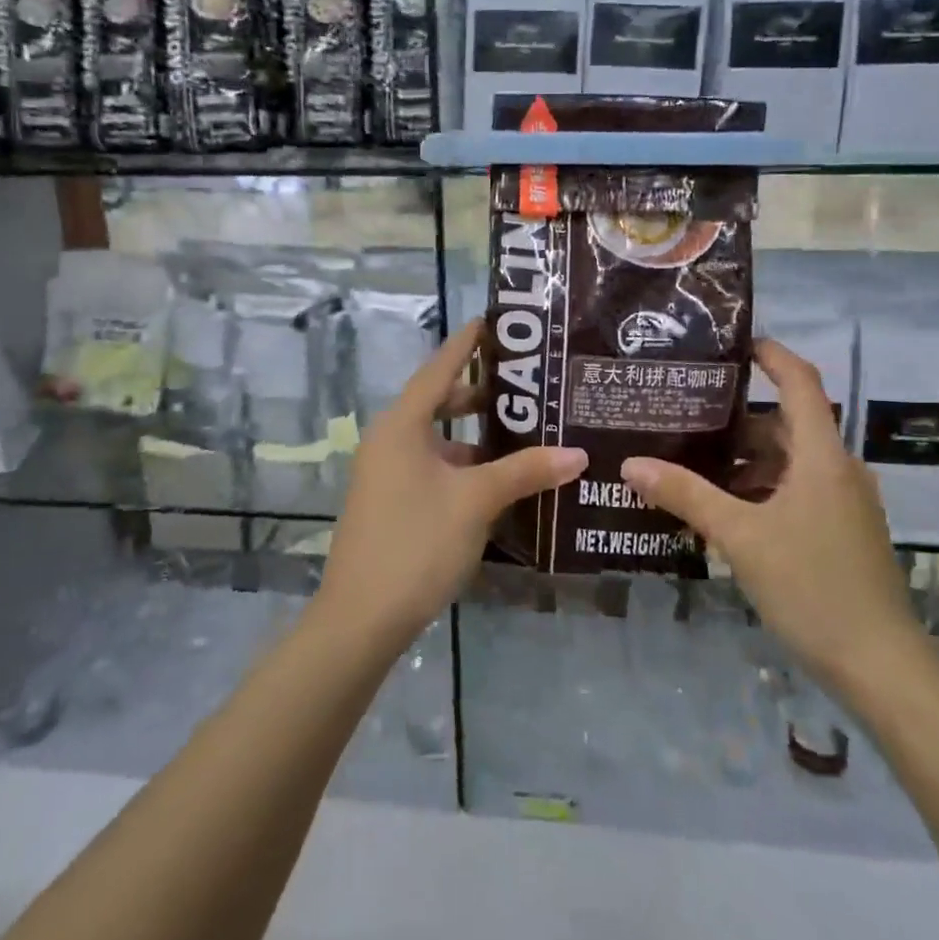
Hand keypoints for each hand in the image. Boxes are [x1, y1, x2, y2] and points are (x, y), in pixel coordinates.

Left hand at [316, 319, 586, 650]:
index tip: (494, 321)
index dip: (467, 343)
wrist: (360, 618)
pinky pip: (434, 468)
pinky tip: (500, 480)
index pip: (440, 368)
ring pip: (439, 440)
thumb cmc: (416, 543)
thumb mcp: (475, 502)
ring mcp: (387, 473)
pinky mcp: (392, 502)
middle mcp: (390, 440)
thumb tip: (577, 453)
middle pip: (439, 402)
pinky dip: (465, 466)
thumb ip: (525, 472)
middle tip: (528, 384)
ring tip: (526, 432)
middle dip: (481, 394)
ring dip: (476, 437)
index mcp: (402, 425)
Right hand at [621, 339, 922, 698]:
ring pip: (789, 462)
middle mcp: (838, 470)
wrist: (881, 667)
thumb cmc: (812, 586)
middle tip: (685, 414)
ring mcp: (844, 503)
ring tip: (692, 463)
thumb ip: (686, 495)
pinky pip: (796, 491)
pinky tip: (723, 510)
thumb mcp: (740, 536)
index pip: (800, 382)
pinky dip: (760, 488)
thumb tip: (631, 463)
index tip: (731, 344)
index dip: (771, 354)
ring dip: (745, 459)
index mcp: (821, 456)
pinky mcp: (841, 532)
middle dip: (737, 418)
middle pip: (786, 424)